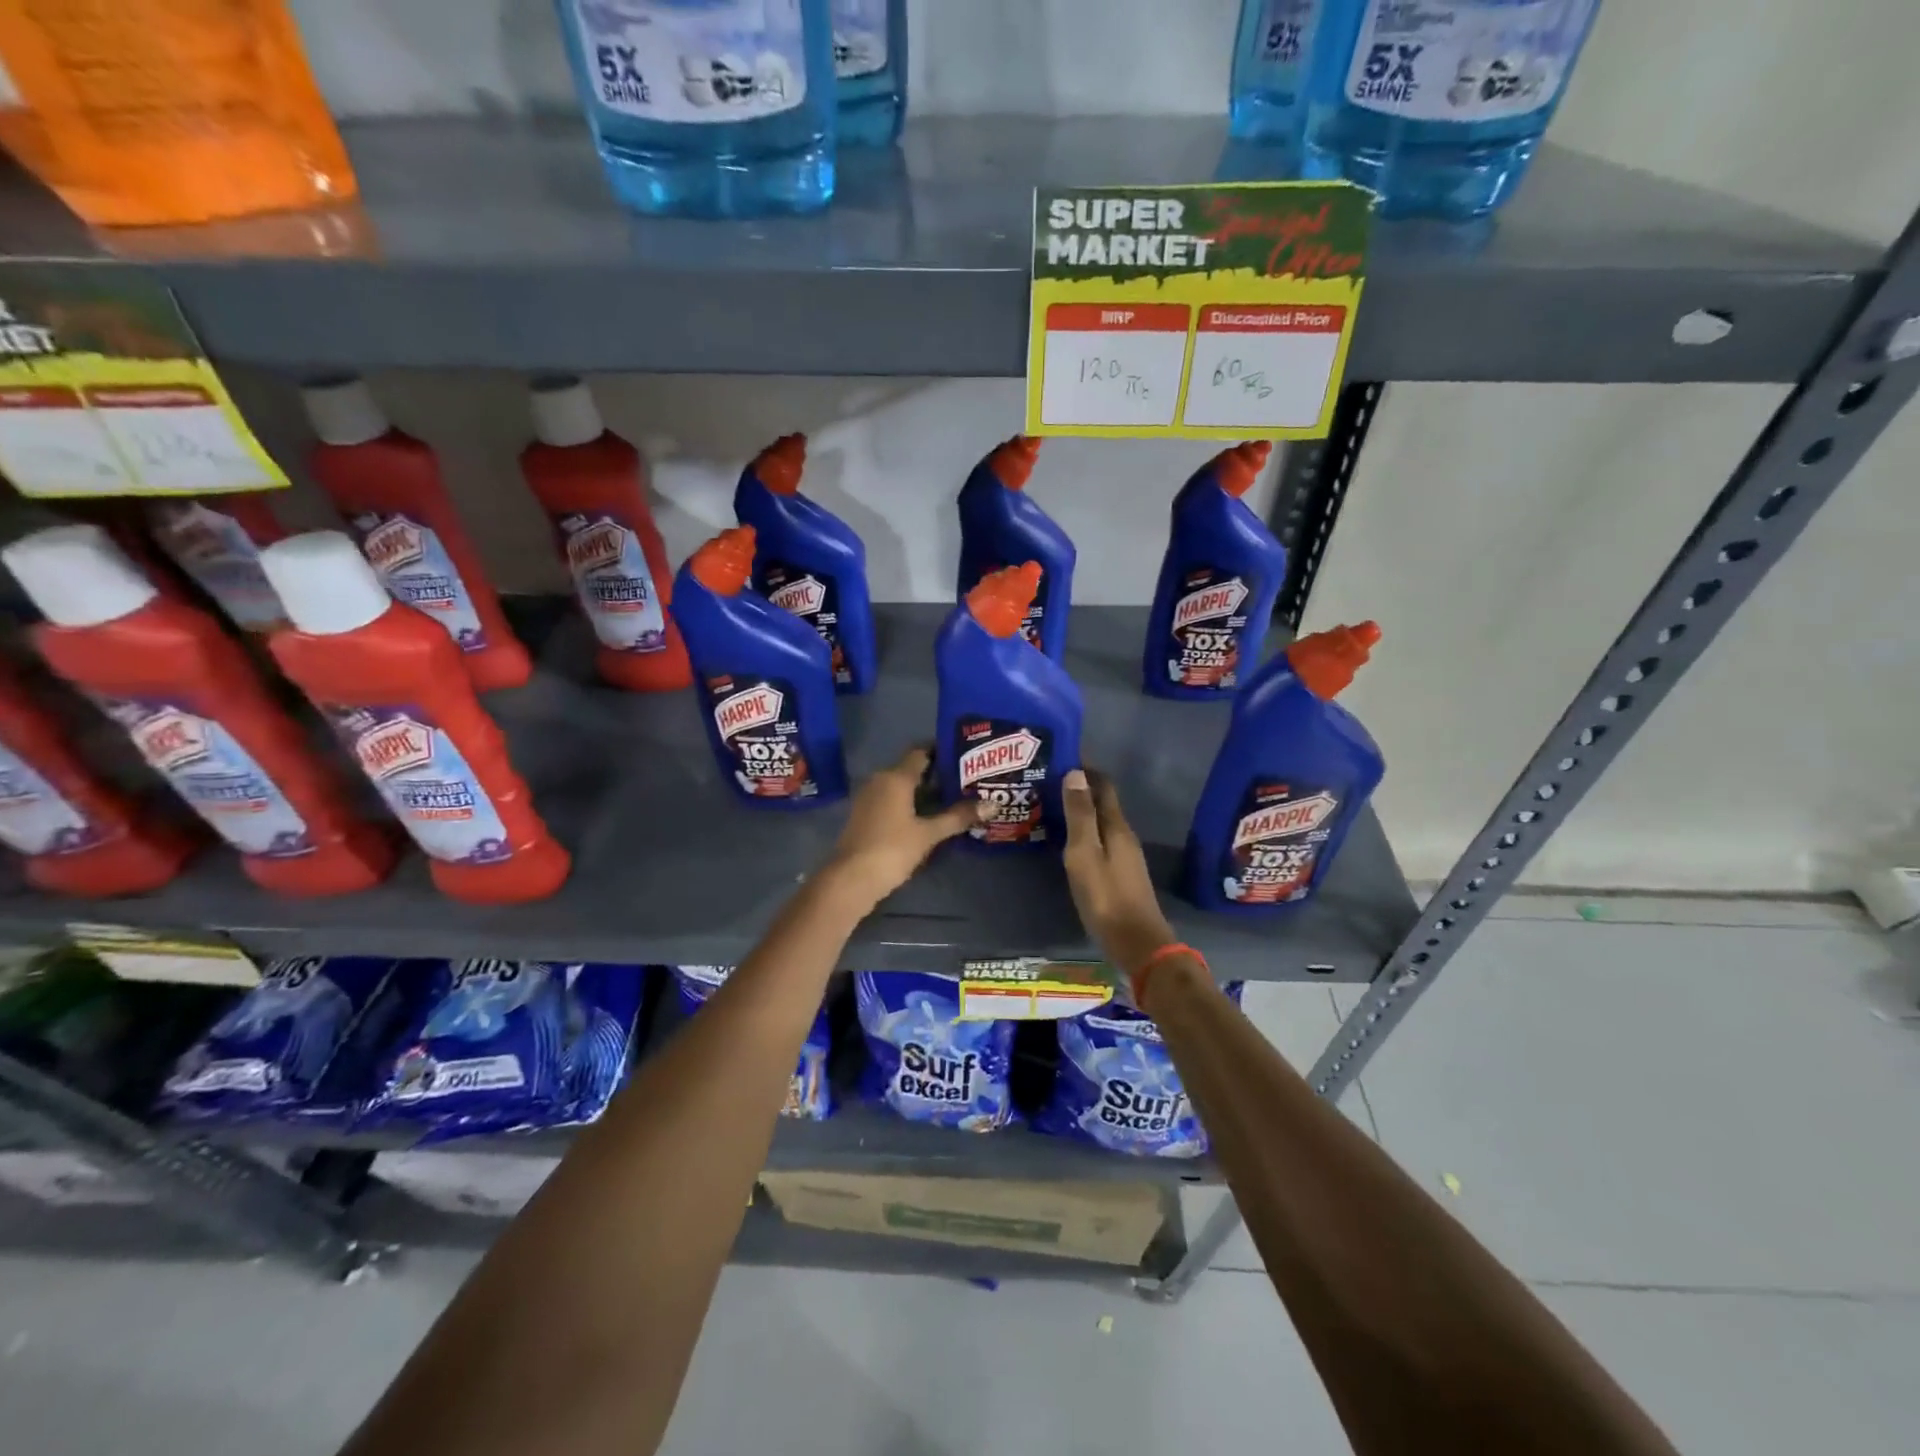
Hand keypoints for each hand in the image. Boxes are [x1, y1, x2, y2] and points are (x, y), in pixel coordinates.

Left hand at [823, 746, 984, 907]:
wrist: (850, 879)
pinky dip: (910, 804)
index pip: (921, 752)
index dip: (942, 751)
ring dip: (924, 792)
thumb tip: (992, 804)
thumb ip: (958, 817)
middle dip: (938, 774)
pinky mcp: (865, 816)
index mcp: (895, 777)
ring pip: (901, 786)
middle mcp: (880, 780)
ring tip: (953, 799)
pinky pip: (892, 801)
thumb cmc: (892, 849)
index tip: (964, 756)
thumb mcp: (929, 834)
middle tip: (966, 780)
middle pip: (912, 769)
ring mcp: (869, 798)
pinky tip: (929, 817)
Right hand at [1061, 768, 1175, 977]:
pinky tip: (1068, 840)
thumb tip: (1076, 773)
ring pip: (1101, 822)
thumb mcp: (1085, 854)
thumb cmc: (1106, 897)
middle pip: (1103, 802)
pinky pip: (1100, 840)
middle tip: (1048, 780)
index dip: (1085, 768)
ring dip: (1081, 810)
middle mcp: (1124, 835)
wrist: (1137, 943)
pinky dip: (1084, 831)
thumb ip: (1080, 816)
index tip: (1061, 755)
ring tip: (1052, 806)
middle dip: (1080, 787)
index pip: (1103, 785)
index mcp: (1116, 826)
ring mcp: (1124, 856)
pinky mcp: (1120, 874)